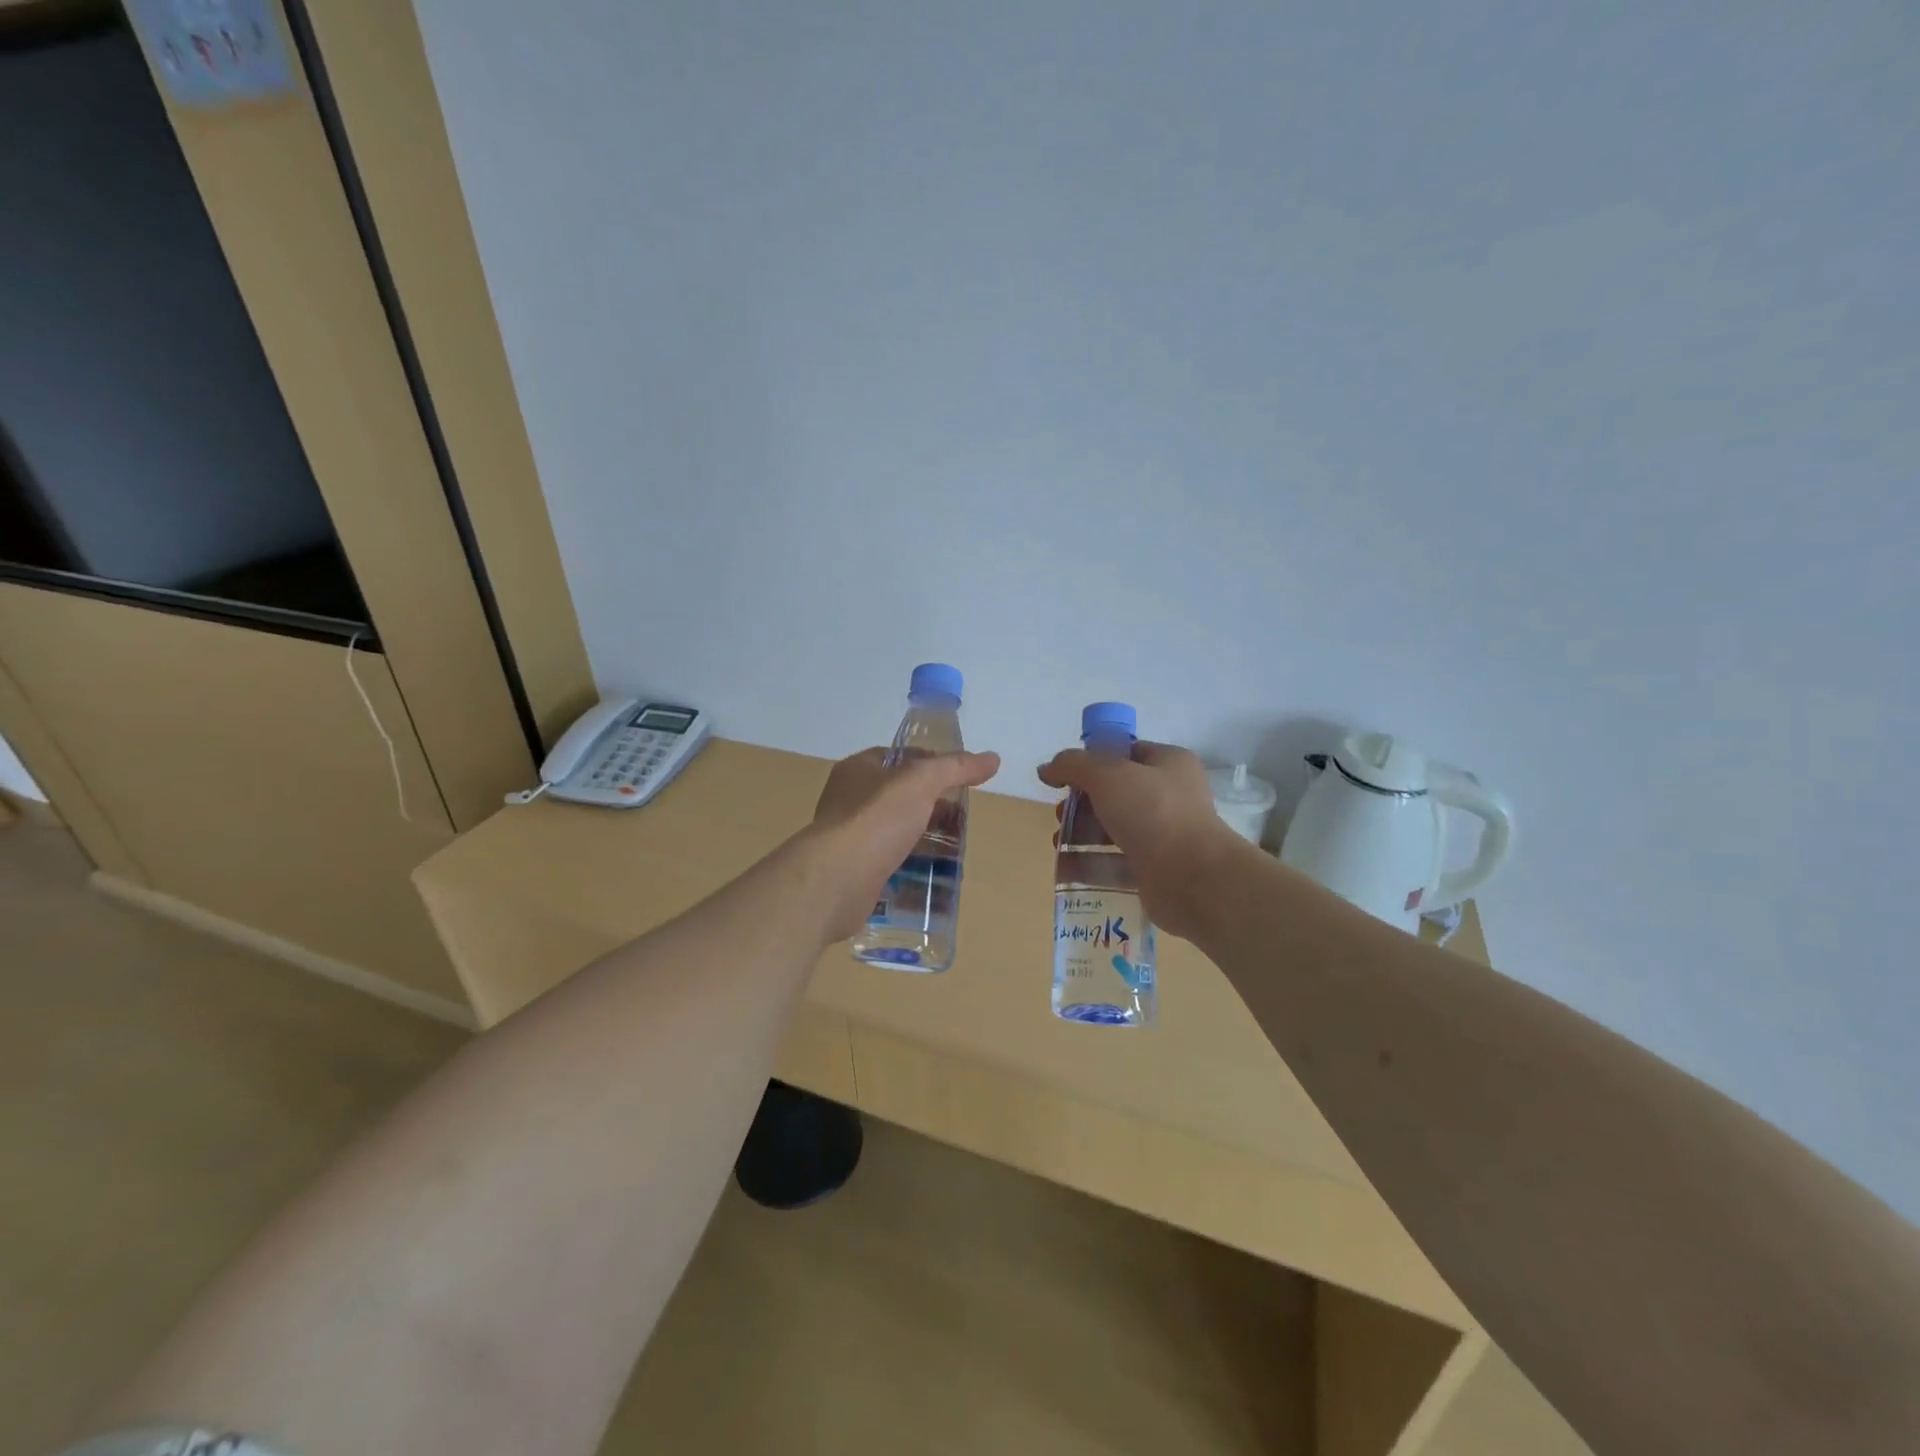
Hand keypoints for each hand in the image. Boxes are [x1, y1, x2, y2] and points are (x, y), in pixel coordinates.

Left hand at [806, 746, 1001, 940]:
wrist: (837, 880)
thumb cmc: (876, 819)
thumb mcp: (922, 782)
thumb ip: (956, 767)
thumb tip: (992, 758)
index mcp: (857, 770)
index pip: (898, 757)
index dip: (929, 763)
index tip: (958, 779)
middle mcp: (849, 800)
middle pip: (899, 796)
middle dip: (932, 806)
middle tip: (962, 819)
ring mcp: (850, 838)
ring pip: (896, 831)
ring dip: (924, 838)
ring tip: (956, 850)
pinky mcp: (855, 871)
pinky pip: (890, 863)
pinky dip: (911, 867)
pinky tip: (934, 877)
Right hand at [1037, 741, 1242, 938]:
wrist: (1194, 878)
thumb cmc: (1154, 813)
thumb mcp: (1107, 774)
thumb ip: (1072, 765)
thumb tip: (1046, 768)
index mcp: (1168, 763)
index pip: (1123, 752)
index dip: (1091, 761)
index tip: (1063, 778)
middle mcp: (1170, 795)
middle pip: (1113, 792)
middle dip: (1081, 802)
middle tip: (1062, 814)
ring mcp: (1164, 834)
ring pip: (1113, 827)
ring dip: (1081, 833)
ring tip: (1059, 842)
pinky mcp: (1155, 868)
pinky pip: (1116, 861)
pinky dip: (1091, 863)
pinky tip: (1067, 868)